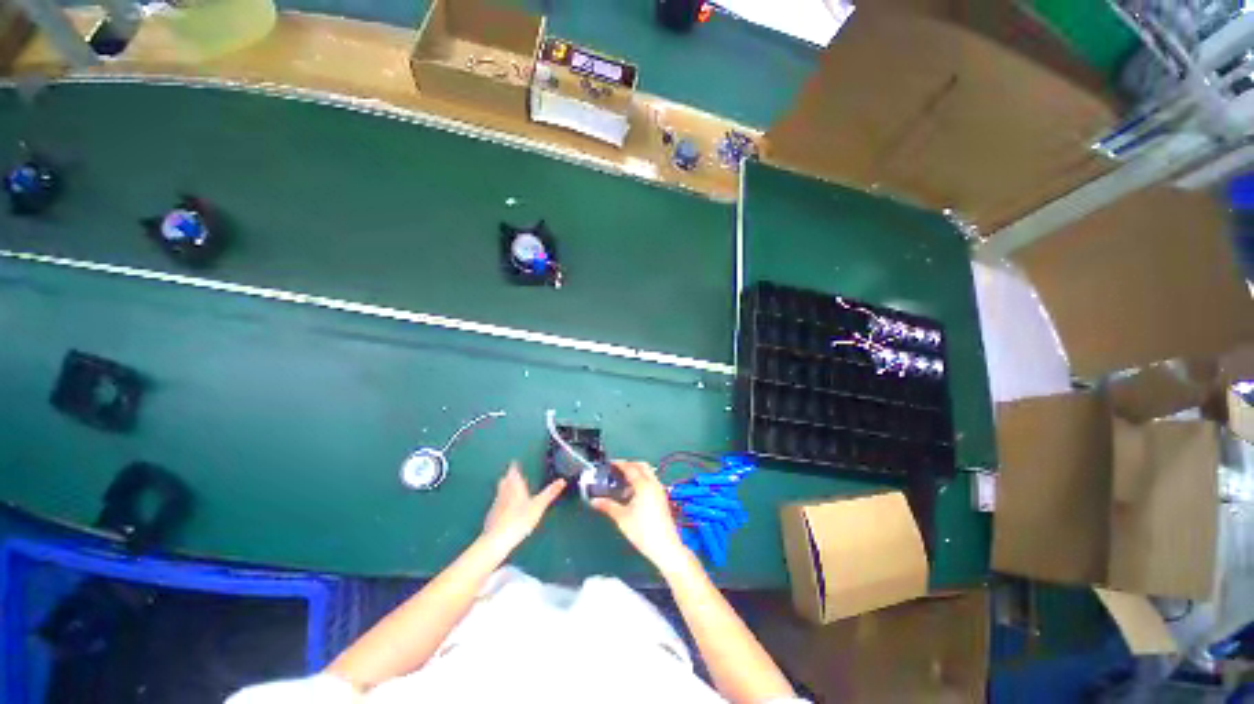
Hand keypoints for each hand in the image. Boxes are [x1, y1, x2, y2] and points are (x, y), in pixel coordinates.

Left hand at [481, 463, 564, 550]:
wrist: (496, 539)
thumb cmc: (519, 519)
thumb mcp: (539, 506)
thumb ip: (550, 493)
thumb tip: (562, 480)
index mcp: (515, 486)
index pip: (513, 472)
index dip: (514, 467)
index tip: (515, 464)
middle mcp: (503, 492)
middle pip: (504, 480)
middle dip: (509, 477)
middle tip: (514, 476)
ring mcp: (495, 504)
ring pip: (500, 492)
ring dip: (505, 489)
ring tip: (512, 490)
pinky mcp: (491, 516)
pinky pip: (497, 504)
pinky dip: (502, 502)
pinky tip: (506, 510)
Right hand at [591, 461, 687, 570]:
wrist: (665, 547)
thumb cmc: (643, 531)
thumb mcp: (622, 518)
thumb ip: (608, 506)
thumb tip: (595, 501)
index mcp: (643, 485)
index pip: (630, 468)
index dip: (619, 464)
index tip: (610, 464)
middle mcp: (654, 484)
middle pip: (642, 466)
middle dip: (630, 464)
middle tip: (617, 469)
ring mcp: (660, 491)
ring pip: (648, 473)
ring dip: (637, 472)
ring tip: (623, 482)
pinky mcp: (662, 498)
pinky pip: (652, 482)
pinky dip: (642, 481)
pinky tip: (633, 494)